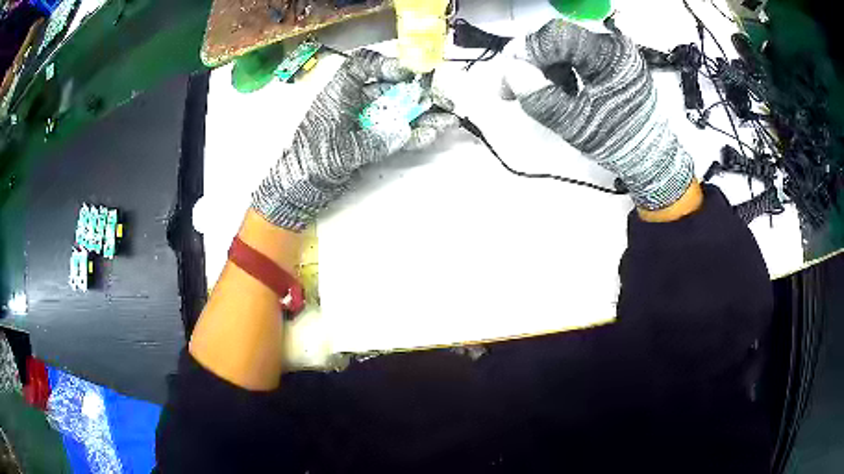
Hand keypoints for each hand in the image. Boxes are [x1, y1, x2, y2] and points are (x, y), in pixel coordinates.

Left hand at [252, 49, 458, 230]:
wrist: (297, 191)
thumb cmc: (309, 164)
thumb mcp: (338, 152)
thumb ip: (371, 141)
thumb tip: (403, 131)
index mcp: (338, 95)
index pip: (361, 67)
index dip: (387, 64)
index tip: (411, 72)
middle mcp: (353, 104)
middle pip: (388, 89)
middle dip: (417, 94)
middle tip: (444, 102)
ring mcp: (363, 123)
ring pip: (396, 112)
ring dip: (423, 115)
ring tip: (449, 119)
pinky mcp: (370, 141)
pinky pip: (394, 133)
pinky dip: (413, 134)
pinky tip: (433, 134)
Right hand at [501, 20, 693, 210]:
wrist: (651, 158)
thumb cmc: (618, 143)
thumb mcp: (575, 124)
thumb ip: (540, 96)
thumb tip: (510, 69)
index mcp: (609, 55)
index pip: (556, 36)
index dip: (526, 51)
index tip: (508, 76)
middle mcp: (613, 45)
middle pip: (560, 40)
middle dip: (534, 62)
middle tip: (515, 88)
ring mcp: (615, 53)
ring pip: (566, 48)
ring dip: (547, 68)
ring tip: (540, 95)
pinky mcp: (615, 62)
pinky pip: (579, 57)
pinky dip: (563, 72)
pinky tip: (560, 92)